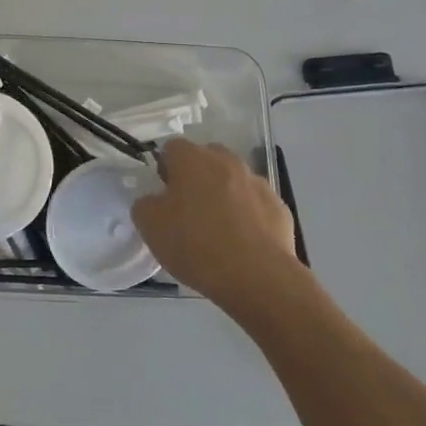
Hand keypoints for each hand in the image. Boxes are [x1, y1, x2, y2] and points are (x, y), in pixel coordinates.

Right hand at [131, 139, 302, 309]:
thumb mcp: (149, 226)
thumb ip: (146, 204)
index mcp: (193, 160)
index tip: (164, 195)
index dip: (165, 168)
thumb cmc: (195, 245)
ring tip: (218, 229)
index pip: (172, 148)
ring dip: (224, 194)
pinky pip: (256, 204)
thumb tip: (156, 200)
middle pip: (207, 158)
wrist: (257, 277)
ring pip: (234, 180)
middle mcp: (227, 162)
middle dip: (196, 176)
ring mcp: (257, 183)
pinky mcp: (279, 208)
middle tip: (188, 208)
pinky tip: (242, 242)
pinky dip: (248, 215)